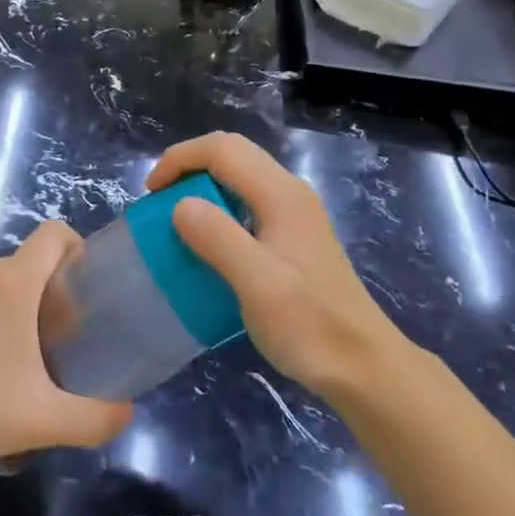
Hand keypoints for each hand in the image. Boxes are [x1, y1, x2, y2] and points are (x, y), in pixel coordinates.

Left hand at [0, 222, 132, 461]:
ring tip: (23, 354)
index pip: (55, 233)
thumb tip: (127, 413)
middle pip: (32, 262)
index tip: (85, 289)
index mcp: (13, 281)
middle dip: (53, 292)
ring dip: (21, 305)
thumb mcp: (44, 420)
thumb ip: (96, 418)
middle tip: (61, 339)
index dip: (78, 248)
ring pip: (3, 279)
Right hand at [147, 133, 416, 404]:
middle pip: (232, 152)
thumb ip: (219, 239)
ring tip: (175, 218)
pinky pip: (247, 199)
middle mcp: (289, 192)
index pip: (222, 149)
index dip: (180, 159)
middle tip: (159, 200)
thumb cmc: (310, 326)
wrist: (363, 365)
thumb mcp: (259, 285)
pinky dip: (218, 205)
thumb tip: (179, 205)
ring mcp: (294, 212)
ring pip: (240, 174)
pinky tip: (208, 241)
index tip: (151, 194)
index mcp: (281, 195)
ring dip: (202, 184)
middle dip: (188, 166)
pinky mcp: (293, 234)